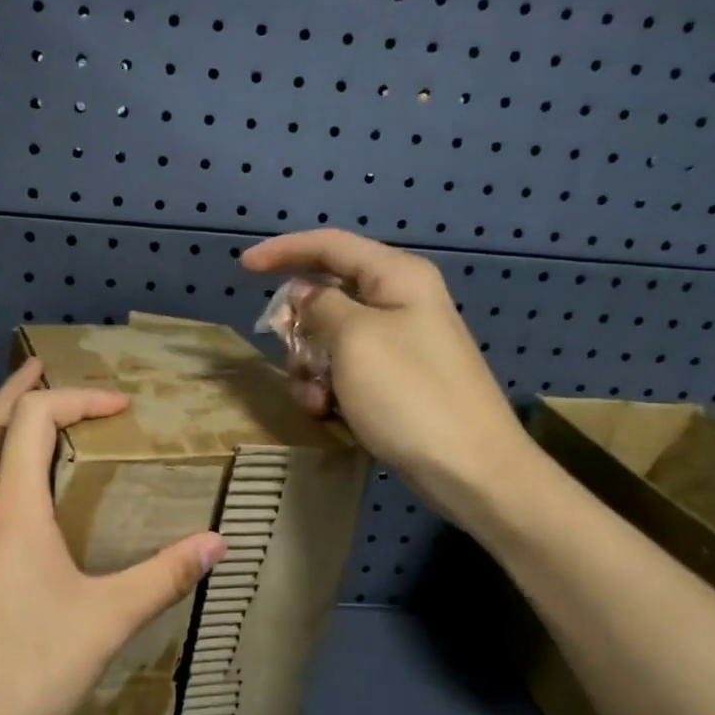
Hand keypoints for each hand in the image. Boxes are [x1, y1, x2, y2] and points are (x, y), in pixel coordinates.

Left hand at [0, 360, 226, 714]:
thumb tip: (217, 543)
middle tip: (50, 368)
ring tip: (43, 422)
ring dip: (7, 428)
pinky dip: (5, 468)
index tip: (121, 406)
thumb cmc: (27, 669)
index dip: (77, 398)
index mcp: (12, 510)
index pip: (33, 418)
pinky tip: (31, 502)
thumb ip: (164, 576)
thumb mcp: (107, 620)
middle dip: (21, 389)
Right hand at [242, 229, 533, 527]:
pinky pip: (349, 370)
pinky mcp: (398, 381)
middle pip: (328, 297)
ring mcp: (401, 344)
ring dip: (311, 367)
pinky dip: (330, 388)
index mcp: (396, 277)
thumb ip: (321, 307)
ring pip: (333, 339)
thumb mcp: (355, 340)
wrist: (470, 468)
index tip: (244, 267)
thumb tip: (306, 295)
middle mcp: (400, 302)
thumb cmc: (409, 394)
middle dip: (300, 329)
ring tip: (315, 400)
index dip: (284, 251)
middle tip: (289, 357)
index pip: (330, 246)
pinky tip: (328, 414)